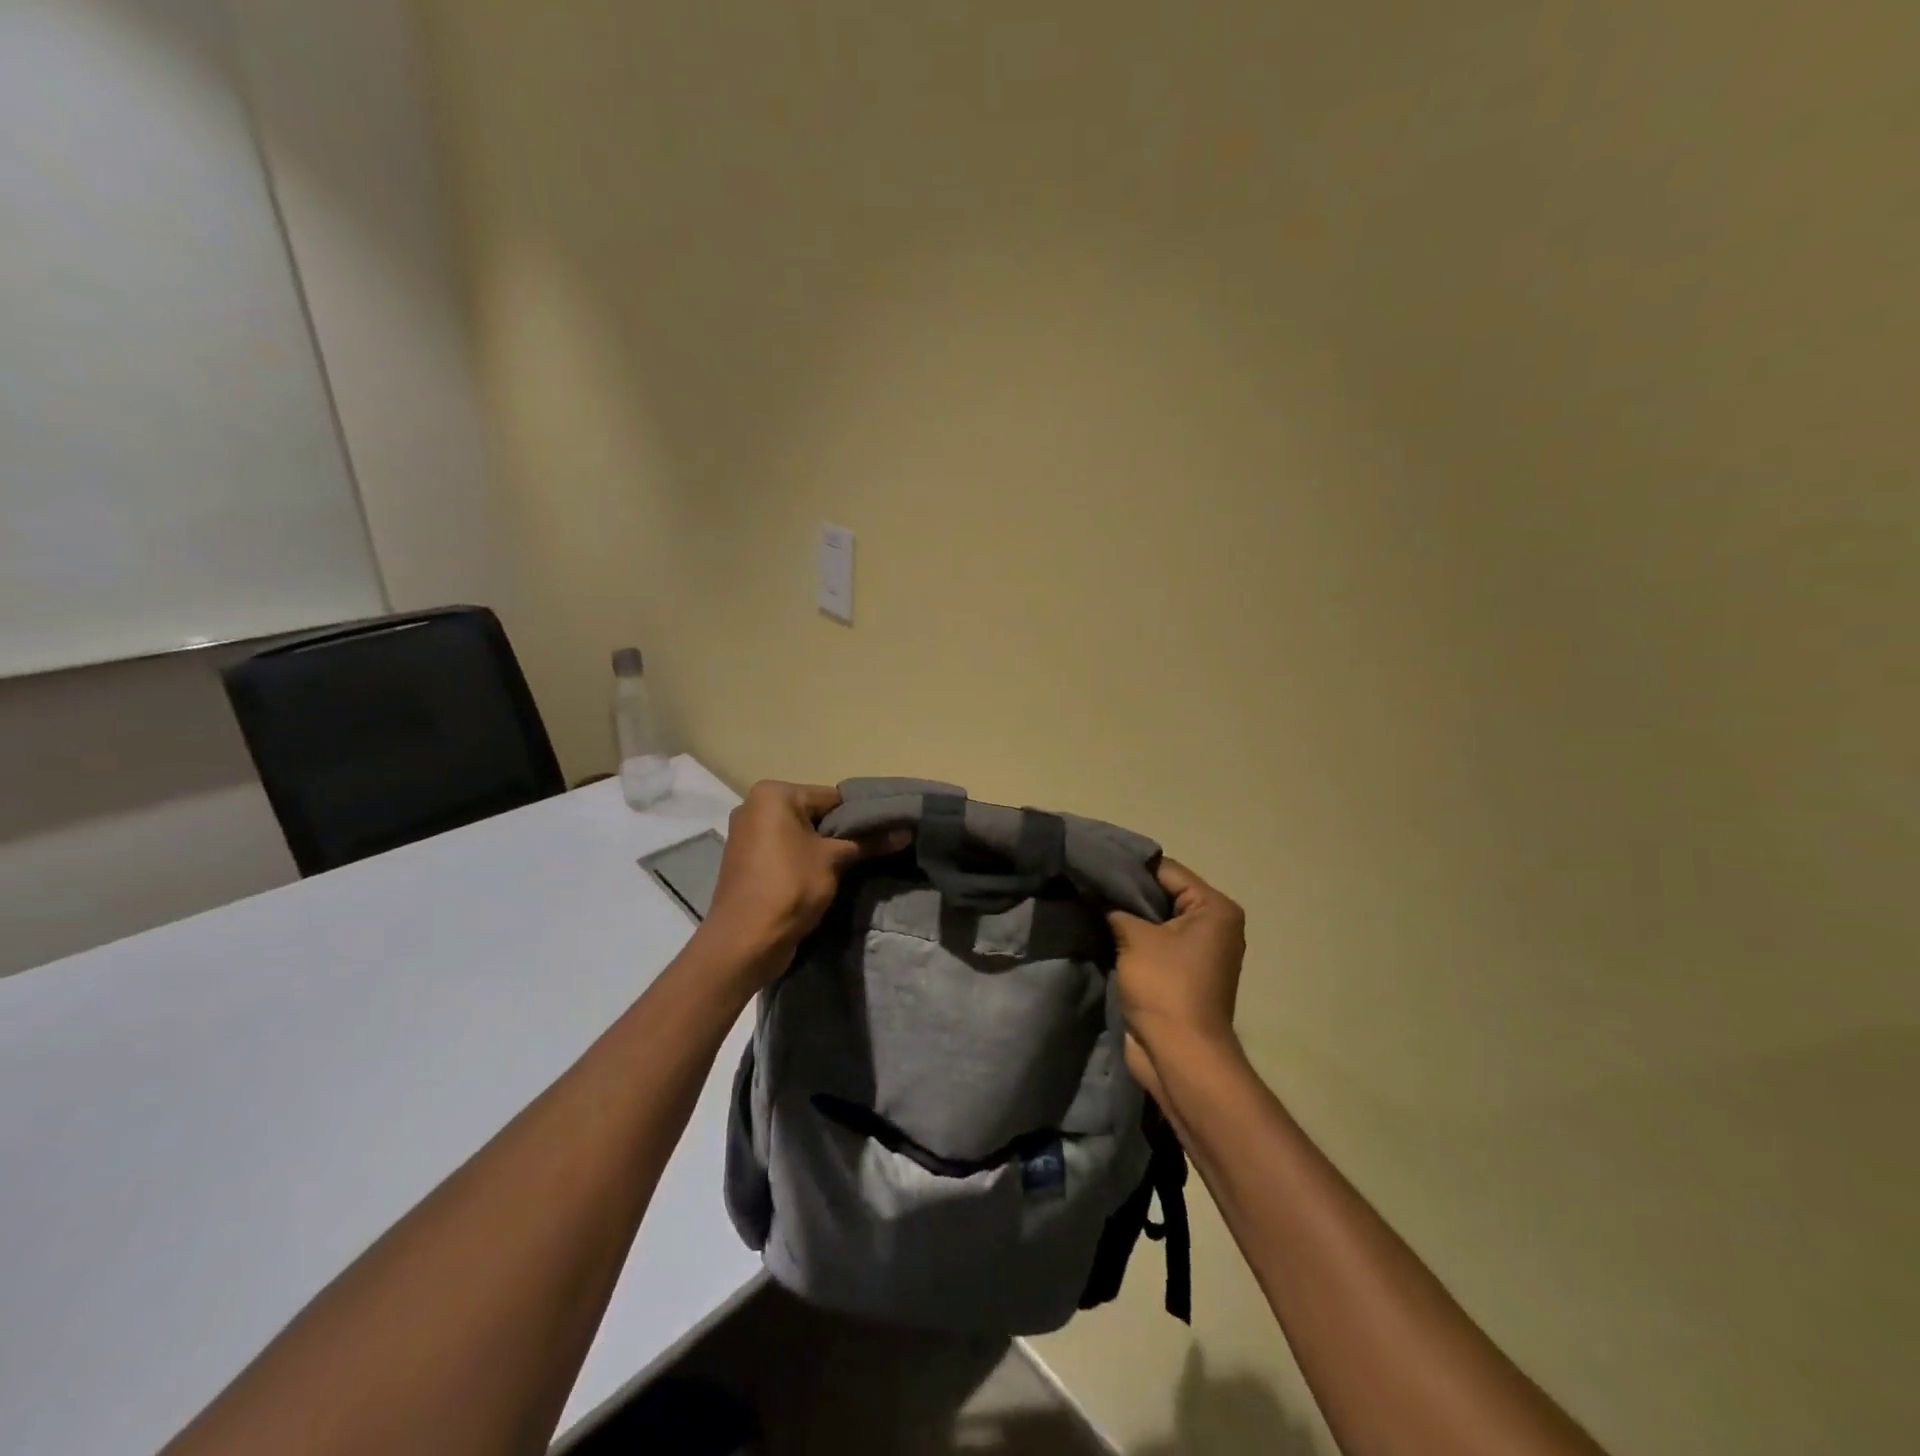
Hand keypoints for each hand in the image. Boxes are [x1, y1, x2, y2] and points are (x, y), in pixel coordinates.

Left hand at [696, 781, 904, 989]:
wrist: (743, 942)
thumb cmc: (789, 887)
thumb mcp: (835, 860)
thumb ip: (869, 842)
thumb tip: (907, 831)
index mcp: (773, 794)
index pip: (831, 797)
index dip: (860, 816)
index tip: (884, 833)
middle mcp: (754, 807)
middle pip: (814, 814)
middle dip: (841, 833)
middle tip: (872, 851)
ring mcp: (747, 835)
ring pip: (800, 835)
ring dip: (824, 849)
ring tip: (854, 866)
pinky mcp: (746, 861)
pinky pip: (784, 852)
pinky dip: (804, 860)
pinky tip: (826, 878)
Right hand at [1107, 859, 1246, 1096]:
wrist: (1179, 1056)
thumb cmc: (1165, 987)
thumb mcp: (1135, 937)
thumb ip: (1114, 907)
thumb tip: (1094, 891)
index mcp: (1214, 909)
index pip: (1166, 870)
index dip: (1128, 865)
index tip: (1092, 858)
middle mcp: (1212, 925)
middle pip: (1161, 894)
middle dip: (1123, 890)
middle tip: (1084, 879)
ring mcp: (1197, 952)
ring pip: (1153, 920)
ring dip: (1124, 916)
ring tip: (1085, 900)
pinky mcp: (1180, 974)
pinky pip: (1152, 944)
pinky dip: (1129, 938)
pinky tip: (1096, 929)